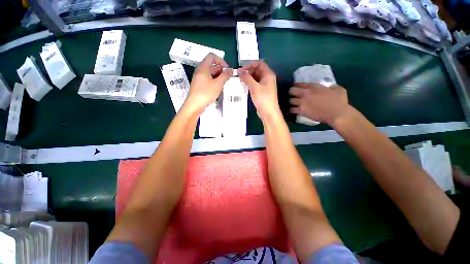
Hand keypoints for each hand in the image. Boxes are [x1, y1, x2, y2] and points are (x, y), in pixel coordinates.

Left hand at [185, 53, 232, 112]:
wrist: (195, 105)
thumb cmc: (206, 93)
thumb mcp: (218, 84)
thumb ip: (225, 76)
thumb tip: (231, 70)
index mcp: (203, 67)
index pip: (212, 56)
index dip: (221, 60)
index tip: (227, 69)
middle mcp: (200, 70)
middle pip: (212, 65)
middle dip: (221, 70)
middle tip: (227, 78)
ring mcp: (199, 78)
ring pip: (210, 73)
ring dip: (218, 76)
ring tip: (224, 84)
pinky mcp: (199, 84)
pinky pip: (208, 79)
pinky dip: (214, 81)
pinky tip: (218, 88)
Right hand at [238, 61, 280, 120]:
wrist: (268, 113)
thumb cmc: (263, 99)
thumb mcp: (254, 87)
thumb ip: (246, 78)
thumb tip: (239, 70)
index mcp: (268, 74)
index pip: (259, 63)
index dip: (250, 64)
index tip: (242, 70)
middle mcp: (267, 78)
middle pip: (257, 70)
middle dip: (248, 71)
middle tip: (239, 76)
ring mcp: (264, 85)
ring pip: (255, 78)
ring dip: (248, 78)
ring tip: (240, 81)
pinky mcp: (261, 91)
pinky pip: (255, 84)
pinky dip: (249, 84)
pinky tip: (243, 86)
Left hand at [289, 83, 350, 125]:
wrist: (337, 114)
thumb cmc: (339, 102)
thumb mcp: (337, 89)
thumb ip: (331, 87)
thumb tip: (329, 88)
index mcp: (314, 87)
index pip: (300, 84)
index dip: (296, 85)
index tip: (295, 87)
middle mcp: (306, 93)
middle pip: (291, 91)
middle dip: (291, 93)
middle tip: (293, 96)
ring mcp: (302, 102)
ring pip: (290, 101)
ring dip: (291, 103)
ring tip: (293, 104)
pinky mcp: (301, 111)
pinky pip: (291, 110)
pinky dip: (291, 111)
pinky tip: (293, 111)